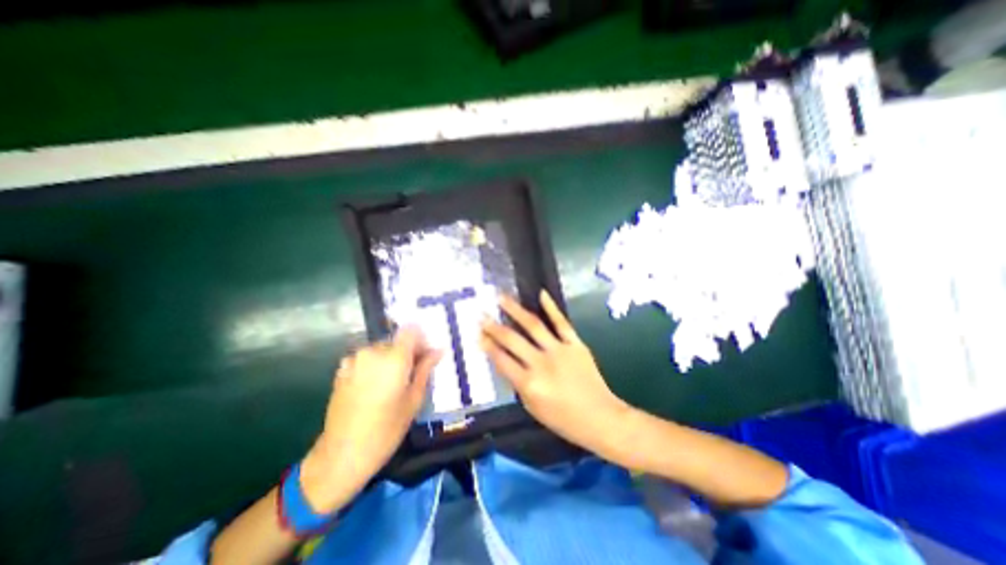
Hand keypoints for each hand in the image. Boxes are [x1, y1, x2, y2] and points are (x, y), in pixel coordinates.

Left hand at [298, 330, 441, 512]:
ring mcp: (354, 360)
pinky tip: (374, 388)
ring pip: (381, 350)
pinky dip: (374, 366)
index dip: (421, 340)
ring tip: (393, 384)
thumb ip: (425, 369)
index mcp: (393, 358)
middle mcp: (372, 352)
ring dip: (390, 360)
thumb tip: (438, 350)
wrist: (341, 455)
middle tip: (412, 374)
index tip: (425, 357)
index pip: (411, 331)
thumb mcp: (414, 399)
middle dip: (407, 352)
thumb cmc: (386, 430)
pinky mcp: (342, 371)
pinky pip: (365, 359)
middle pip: (396, 340)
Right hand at [479, 294, 625, 461]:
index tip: (477, 334)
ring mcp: (559, 350)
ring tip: (502, 297)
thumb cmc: (564, 419)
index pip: (501, 359)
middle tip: (482, 314)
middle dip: (493, 326)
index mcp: (529, 384)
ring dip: (515, 310)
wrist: (601, 418)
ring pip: (533, 325)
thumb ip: (518, 383)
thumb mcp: (532, 407)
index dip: (487, 345)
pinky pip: (561, 322)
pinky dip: (551, 307)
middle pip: (512, 339)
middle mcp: (541, 364)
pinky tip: (541, 293)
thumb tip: (507, 362)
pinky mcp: (575, 344)